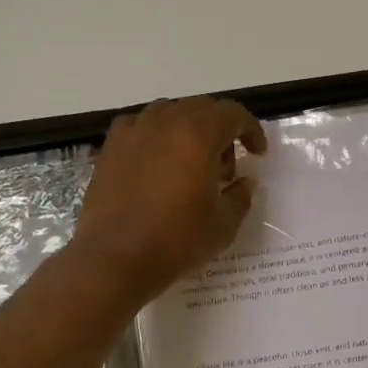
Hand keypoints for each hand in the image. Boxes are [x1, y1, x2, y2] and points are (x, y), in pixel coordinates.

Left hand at [73, 96, 267, 301]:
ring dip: (188, 130)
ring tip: (190, 165)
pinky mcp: (110, 148)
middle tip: (225, 168)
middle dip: (221, 131)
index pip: (232, 114)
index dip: (250, 130)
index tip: (257, 153)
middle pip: (201, 109)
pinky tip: (156, 163)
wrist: (115, 259)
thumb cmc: (176, 242)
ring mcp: (133, 132)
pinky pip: (140, 126)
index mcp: (197, 136)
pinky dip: (156, 137)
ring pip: (169, 113)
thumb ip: (240, 196)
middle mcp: (165, 123)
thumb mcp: (224, 225)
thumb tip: (244, 182)